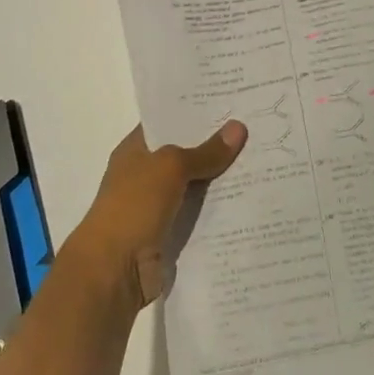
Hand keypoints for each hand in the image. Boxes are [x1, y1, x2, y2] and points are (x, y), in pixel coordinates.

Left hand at [70, 121, 246, 307]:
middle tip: (254, 128)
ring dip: (220, 180)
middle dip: (215, 145)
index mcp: (136, 149)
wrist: (113, 272)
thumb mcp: (170, 167)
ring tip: (260, 161)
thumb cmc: (133, 206)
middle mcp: (145, 174)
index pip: (168, 122)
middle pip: (186, 154)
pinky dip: (218, 212)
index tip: (230, 102)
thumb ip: (205, 151)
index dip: (195, 112)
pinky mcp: (169, 235)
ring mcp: (157, 206)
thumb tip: (239, 128)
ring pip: (196, 186)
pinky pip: (199, 216)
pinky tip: (248, 200)